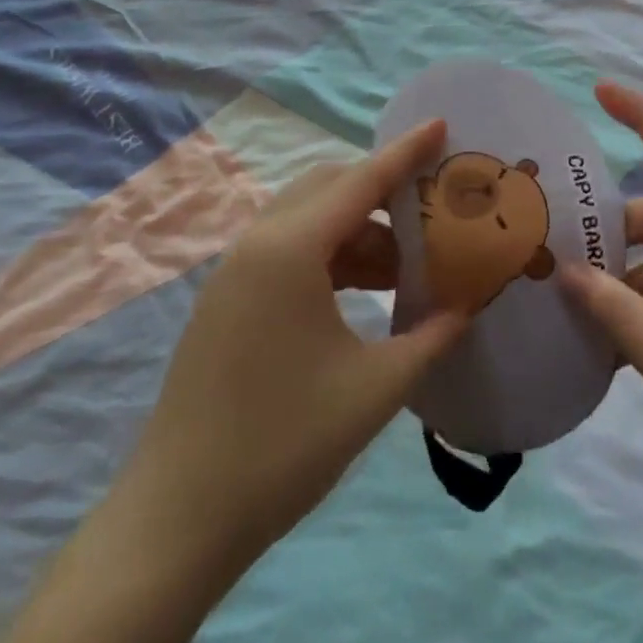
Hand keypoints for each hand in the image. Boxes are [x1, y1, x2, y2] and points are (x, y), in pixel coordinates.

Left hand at [129, 122, 466, 572]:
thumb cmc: (283, 444)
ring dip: (359, 230)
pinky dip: (332, 256)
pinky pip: (289, 252)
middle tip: (432, 210)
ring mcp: (235, 272)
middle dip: (383, 191)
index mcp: (290, 250)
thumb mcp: (374, 389)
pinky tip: (365, 292)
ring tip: (407, 266)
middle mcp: (258, 244)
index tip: (440, 123)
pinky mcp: (227, 299)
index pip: (361, 180)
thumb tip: (465, 309)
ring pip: (309, 220)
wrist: (178, 519)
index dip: (406, 151)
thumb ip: (430, 338)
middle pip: (330, 187)